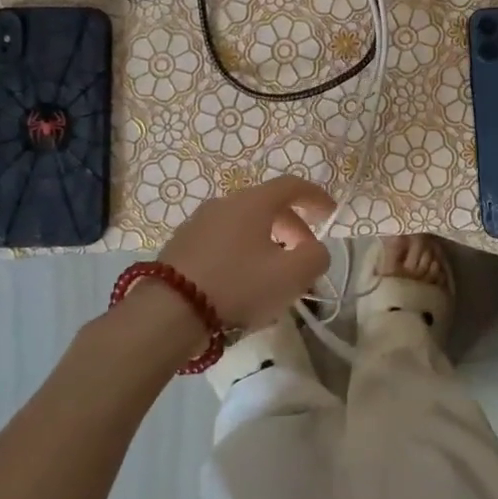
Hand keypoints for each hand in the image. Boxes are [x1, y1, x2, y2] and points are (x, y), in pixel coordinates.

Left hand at [158, 176, 334, 331]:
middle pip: (268, 206)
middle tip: (304, 257)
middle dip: (293, 228)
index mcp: (253, 202)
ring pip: (244, 225)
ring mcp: (199, 223)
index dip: (315, 197)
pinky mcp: (181, 245)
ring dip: (266, 242)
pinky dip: (242, 253)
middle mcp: (225, 203)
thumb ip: (315, 257)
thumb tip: (315, 249)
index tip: (330, 213)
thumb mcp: (291, 276)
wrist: (167, 313)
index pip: (291, 185)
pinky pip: (223, 241)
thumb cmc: (237, 286)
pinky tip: (242, 283)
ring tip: (274, 275)